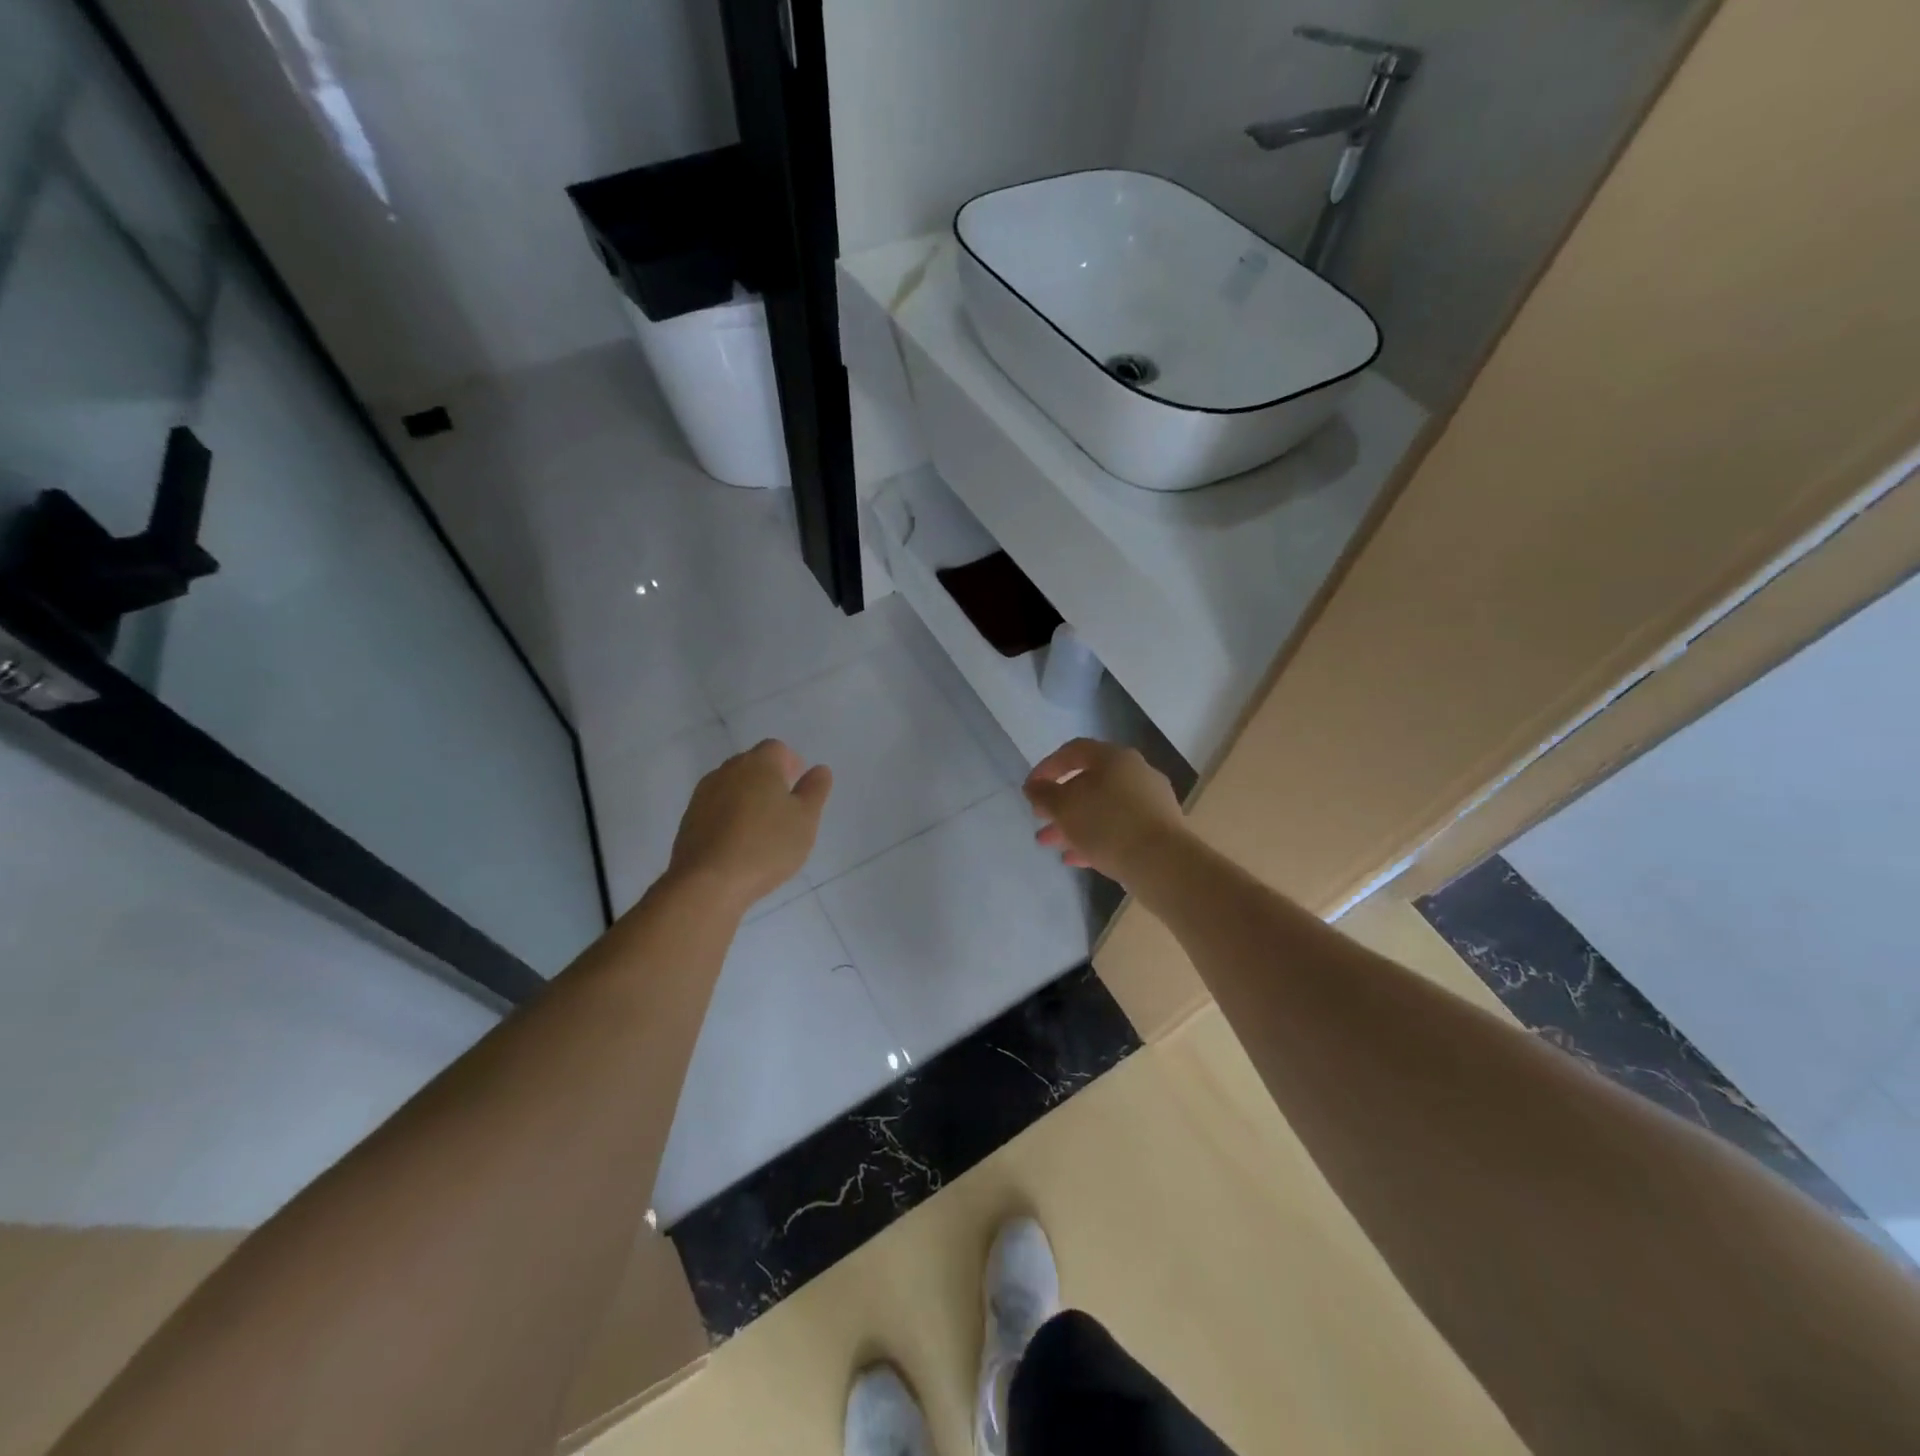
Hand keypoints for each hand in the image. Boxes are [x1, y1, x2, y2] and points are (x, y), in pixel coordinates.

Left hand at [667, 740, 830, 908]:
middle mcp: (727, 770)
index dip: (790, 762)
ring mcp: (703, 794)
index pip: (776, 748)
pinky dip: (729, 816)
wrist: (708, 882)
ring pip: (732, 785)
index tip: (798, 785)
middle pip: (751, 764)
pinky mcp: (689, 819)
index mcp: (759, 764)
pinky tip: (738, 843)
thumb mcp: (805, 819)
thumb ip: (815, 790)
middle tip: (784, 807)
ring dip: (747, 797)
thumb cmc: (766, 846)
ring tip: (762, 827)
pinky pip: (716, 808)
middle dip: (769, 778)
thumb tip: (819, 769)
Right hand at [1023, 738, 1187, 887]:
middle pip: (1089, 782)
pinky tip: (1075, 858)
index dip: (1047, 767)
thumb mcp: (1065, 808)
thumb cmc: (1107, 825)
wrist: (1162, 863)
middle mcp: (1135, 773)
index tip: (1030, 789)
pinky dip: (1095, 838)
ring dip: (1074, 823)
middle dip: (1060, 802)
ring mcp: (1150, 802)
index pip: (1074, 751)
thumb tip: (1034, 786)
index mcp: (1114, 757)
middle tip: (1039, 818)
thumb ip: (1044, 794)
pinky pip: (1119, 828)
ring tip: (1050, 843)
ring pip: (1103, 808)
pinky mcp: (1158, 830)